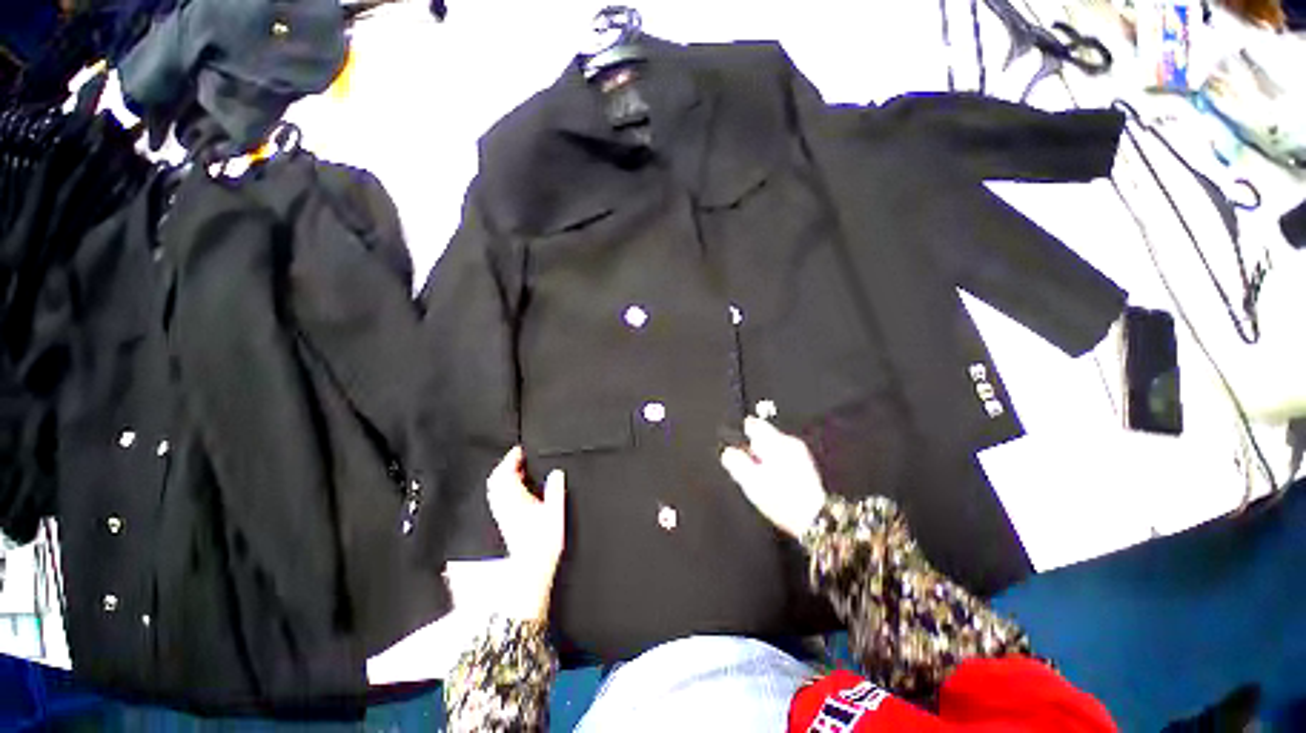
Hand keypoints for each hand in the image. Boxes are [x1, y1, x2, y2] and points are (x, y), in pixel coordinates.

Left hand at [486, 446, 566, 620]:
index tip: (518, 451)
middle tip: (518, 460)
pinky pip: (496, 504)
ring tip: (517, 474)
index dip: (510, 460)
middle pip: (495, 482)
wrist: (526, 577)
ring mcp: (499, 519)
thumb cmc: (542, 548)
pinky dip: (502, 494)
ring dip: (503, 480)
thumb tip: (556, 473)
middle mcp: (502, 508)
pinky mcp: (499, 528)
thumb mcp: (555, 516)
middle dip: (505, 467)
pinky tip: (513, 497)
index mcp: (515, 501)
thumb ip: (556, 492)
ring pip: (494, 493)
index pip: (505, 474)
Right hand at [720, 417, 827, 539]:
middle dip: (753, 449)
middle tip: (746, 467)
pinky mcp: (806, 467)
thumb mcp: (750, 481)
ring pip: (774, 449)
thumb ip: (736, 462)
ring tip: (760, 479)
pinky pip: (784, 459)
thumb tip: (728, 452)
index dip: (741, 433)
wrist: (815, 517)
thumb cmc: (783, 499)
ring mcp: (800, 454)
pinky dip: (776, 467)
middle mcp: (789, 443)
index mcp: (775, 442)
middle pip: (764, 437)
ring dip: (765, 459)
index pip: (753, 425)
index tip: (734, 444)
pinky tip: (774, 483)